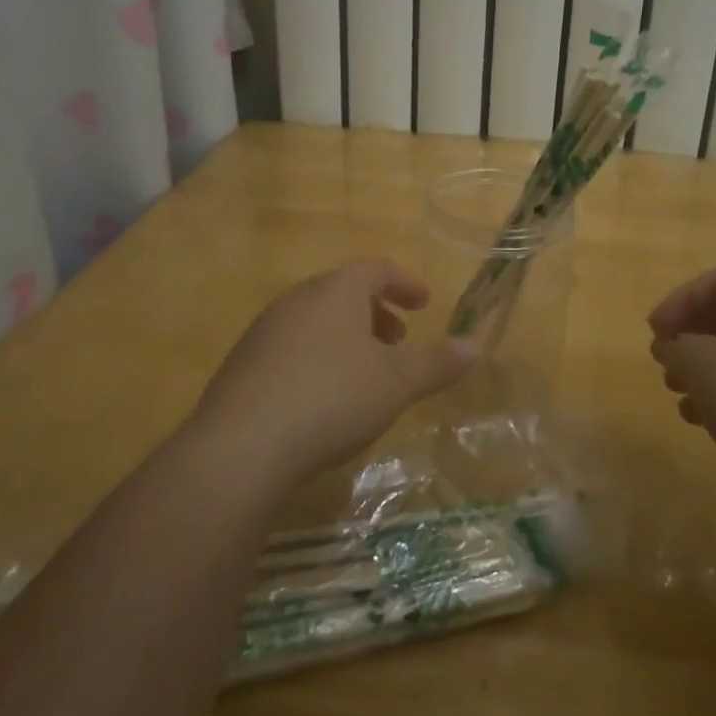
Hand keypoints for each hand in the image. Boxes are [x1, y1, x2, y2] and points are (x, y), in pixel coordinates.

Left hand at [192, 259, 478, 484]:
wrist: (241, 447)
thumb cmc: (331, 397)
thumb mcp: (396, 382)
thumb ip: (437, 363)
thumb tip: (475, 346)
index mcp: (335, 291)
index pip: (375, 269)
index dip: (404, 282)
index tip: (424, 303)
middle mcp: (297, 300)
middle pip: (342, 293)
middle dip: (375, 313)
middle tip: (398, 341)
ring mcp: (264, 332)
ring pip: (315, 321)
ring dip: (346, 338)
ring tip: (365, 373)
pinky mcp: (242, 367)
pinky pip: (291, 349)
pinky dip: (317, 359)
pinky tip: (323, 400)